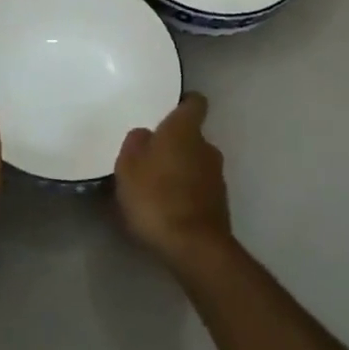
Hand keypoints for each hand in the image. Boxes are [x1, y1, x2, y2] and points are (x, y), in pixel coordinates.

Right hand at [115, 94, 232, 270]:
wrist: (193, 247)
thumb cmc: (156, 196)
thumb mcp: (128, 166)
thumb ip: (135, 143)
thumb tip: (145, 135)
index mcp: (185, 130)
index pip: (195, 102)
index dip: (184, 102)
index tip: (170, 108)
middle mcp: (207, 147)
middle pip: (192, 136)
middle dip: (175, 144)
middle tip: (150, 156)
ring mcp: (217, 177)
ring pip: (196, 163)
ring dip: (181, 170)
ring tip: (156, 187)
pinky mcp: (220, 204)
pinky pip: (199, 189)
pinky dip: (186, 193)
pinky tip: (168, 209)